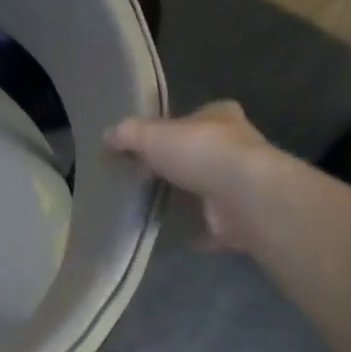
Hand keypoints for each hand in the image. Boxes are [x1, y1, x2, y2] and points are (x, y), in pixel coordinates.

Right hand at [105, 100, 281, 252]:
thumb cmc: (200, 153)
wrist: (243, 196)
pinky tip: (178, 234)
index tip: (146, 145)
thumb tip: (107, 135)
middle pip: (200, 152)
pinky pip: (213, 223)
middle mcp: (237, 146)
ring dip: (187, 196)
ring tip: (154, 205)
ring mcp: (241, 183)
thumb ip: (129, 134)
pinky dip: (199, 229)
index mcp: (220, 116)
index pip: (193, 117)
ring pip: (208, 186)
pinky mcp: (240, 216)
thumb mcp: (152, 135)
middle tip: (144, 176)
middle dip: (177, 163)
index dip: (170, 129)